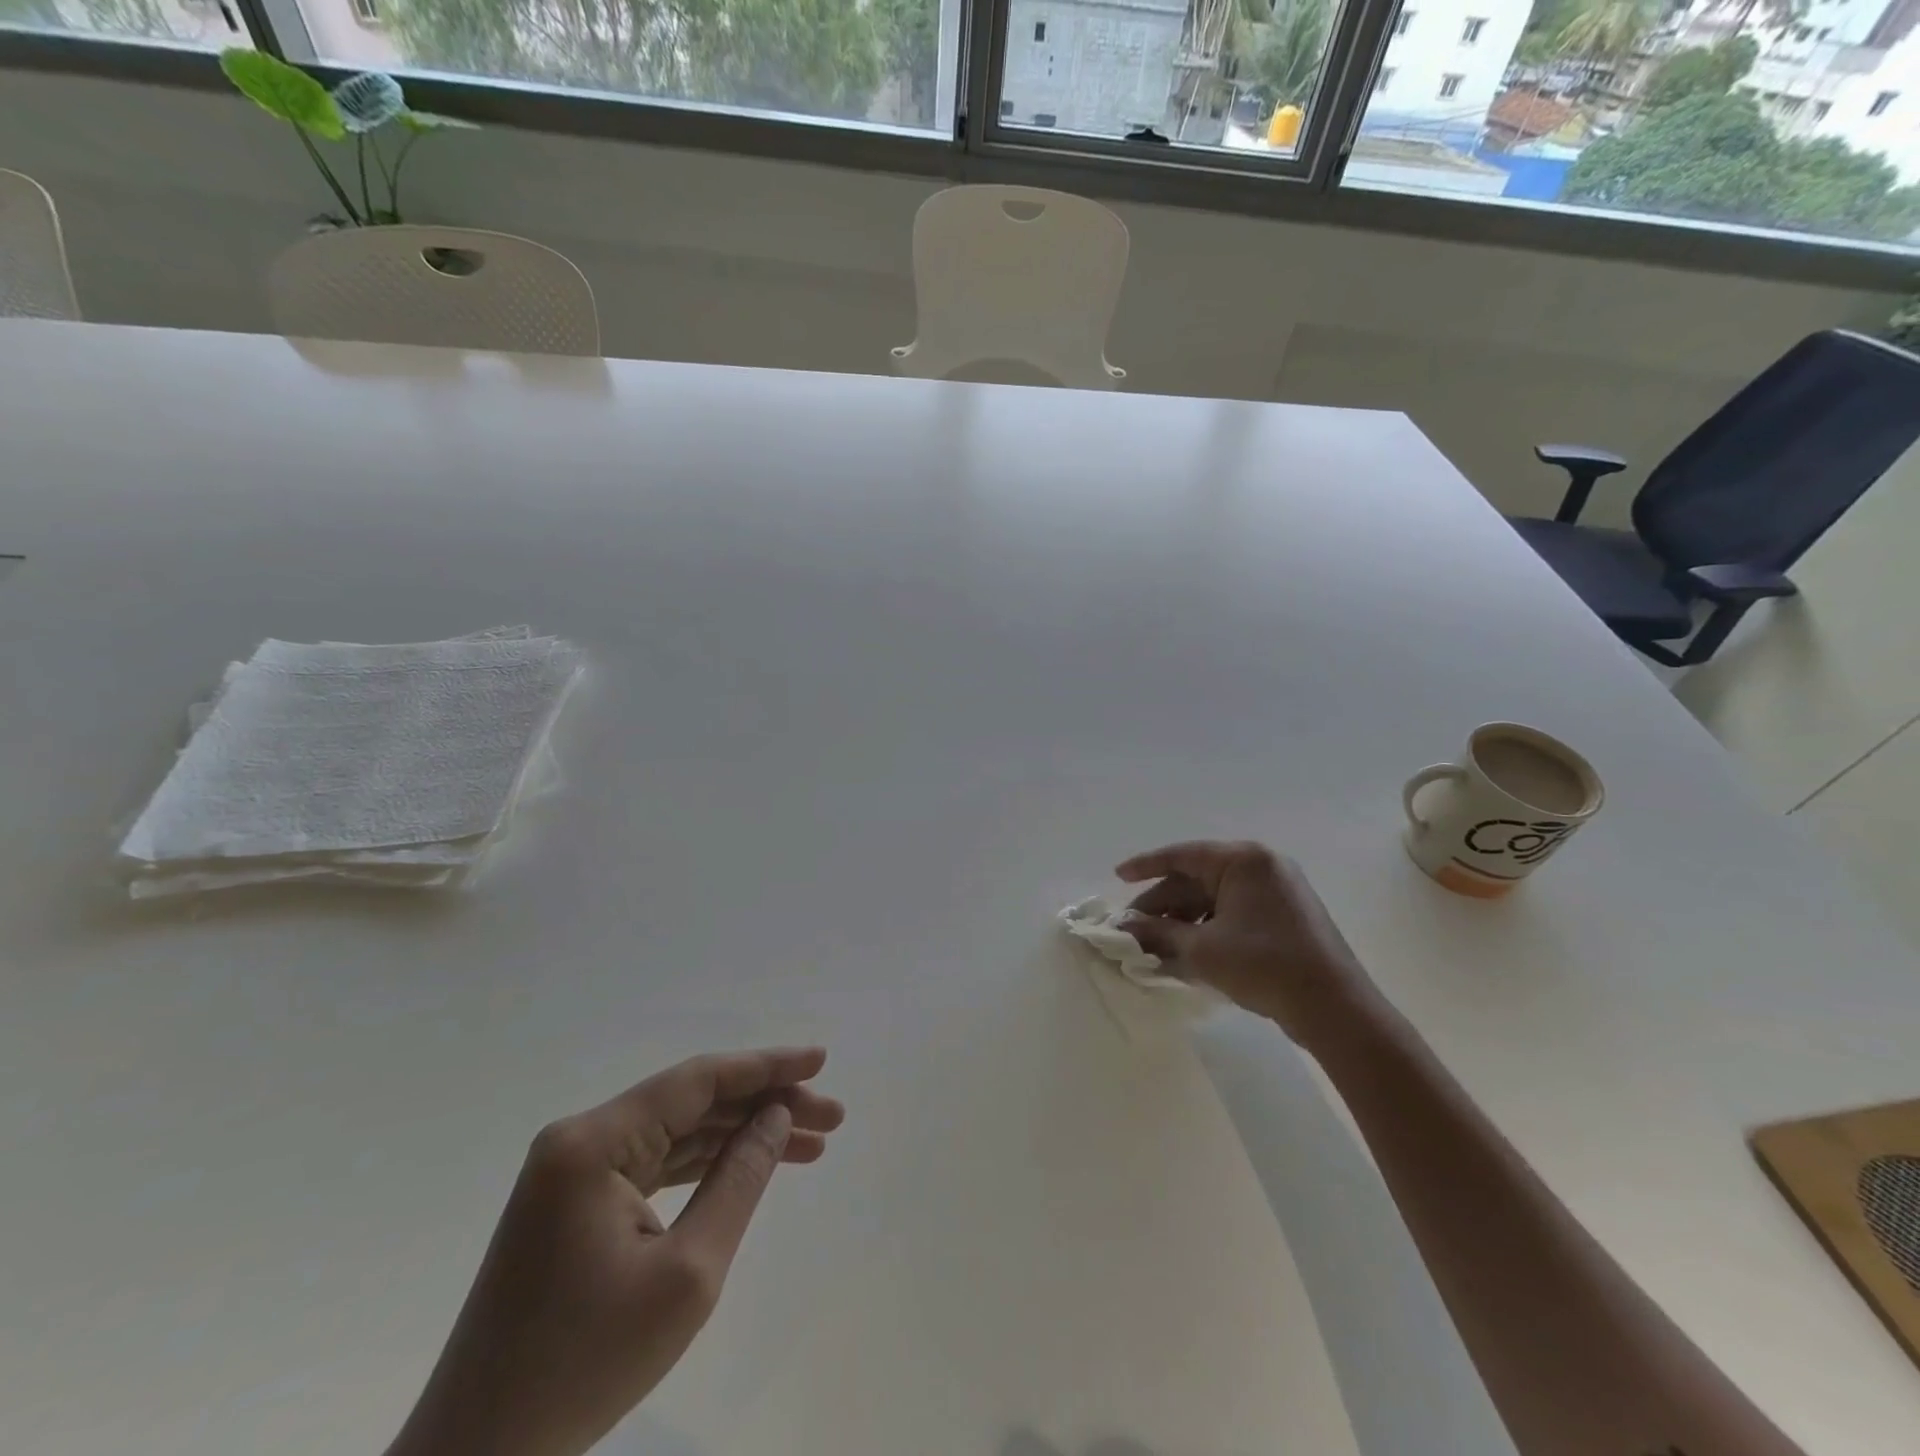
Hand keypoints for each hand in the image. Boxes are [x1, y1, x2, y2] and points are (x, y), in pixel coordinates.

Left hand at [386, 1047, 844, 1455]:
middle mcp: (581, 1139)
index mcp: (594, 1142)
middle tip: (831, 1117)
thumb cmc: (584, 1366)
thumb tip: (776, 1114)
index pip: (697, 1080)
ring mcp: (574, 1171)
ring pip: (679, 1131)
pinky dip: (707, 1164)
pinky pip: (656, 1163)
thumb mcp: (687, 1273)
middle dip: (765, 1104)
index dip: (766, 1065)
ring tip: (811, 1142)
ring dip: (742, 1134)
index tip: (821, 1060)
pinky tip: (753, 1165)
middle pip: (692, 1102)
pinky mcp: (576, 1203)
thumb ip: (739, 1179)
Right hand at [1117, 840, 1377, 1048]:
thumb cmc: (1264, 965)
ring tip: (1153, 946)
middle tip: (1132, 928)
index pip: (1183, 855)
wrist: (1334, 1009)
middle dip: (1162, 905)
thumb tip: (1125, 929)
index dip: (1146, 866)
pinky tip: (1184, 953)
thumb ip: (1159, 933)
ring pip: (1214, 900)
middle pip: (1197, 880)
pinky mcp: (1284, 918)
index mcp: (1244, 860)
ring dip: (1182, 921)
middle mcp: (1261, 867)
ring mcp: (1277, 893)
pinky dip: (1207, 929)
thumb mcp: (1202, 949)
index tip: (1117, 877)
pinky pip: (1233, 914)